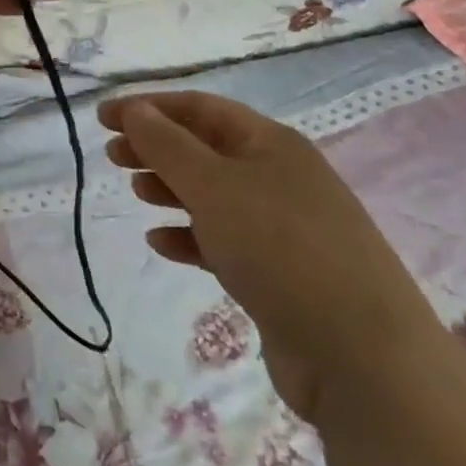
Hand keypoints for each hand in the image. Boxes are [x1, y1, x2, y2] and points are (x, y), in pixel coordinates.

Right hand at [99, 92, 445, 421]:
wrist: (362, 359)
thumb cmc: (280, 249)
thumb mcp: (213, 186)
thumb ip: (167, 145)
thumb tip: (135, 110)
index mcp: (271, 143)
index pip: (200, 108)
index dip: (148, 107)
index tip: (103, 117)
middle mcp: (279, 177)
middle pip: (204, 149)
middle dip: (156, 147)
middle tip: (112, 156)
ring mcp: (283, 227)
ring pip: (213, 194)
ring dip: (170, 189)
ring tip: (135, 193)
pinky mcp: (279, 273)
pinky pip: (224, 241)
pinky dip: (189, 236)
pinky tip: (161, 243)